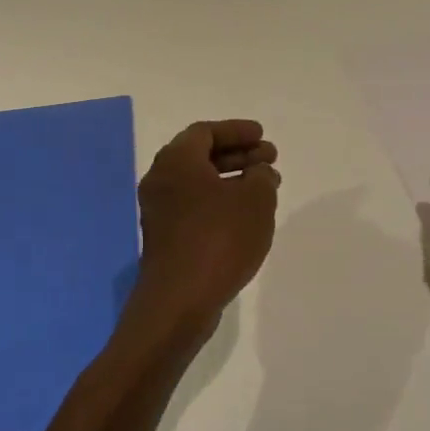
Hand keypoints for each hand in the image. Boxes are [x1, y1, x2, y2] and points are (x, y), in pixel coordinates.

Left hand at [127, 120, 280, 352]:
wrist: (180, 299)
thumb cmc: (219, 239)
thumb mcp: (255, 201)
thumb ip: (262, 177)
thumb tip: (259, 172)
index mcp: (176, 160)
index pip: (206, 132)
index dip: (237, 131)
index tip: (262, 136)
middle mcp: (161, 179)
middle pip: (201, 156)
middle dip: (238, 154)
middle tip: (270, 159)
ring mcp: (159, 210)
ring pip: (199, 182)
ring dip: (232, 179)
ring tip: (266, 187)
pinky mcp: (164, 237)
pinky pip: (194, 205)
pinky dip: (219, 201)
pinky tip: (245, 215)